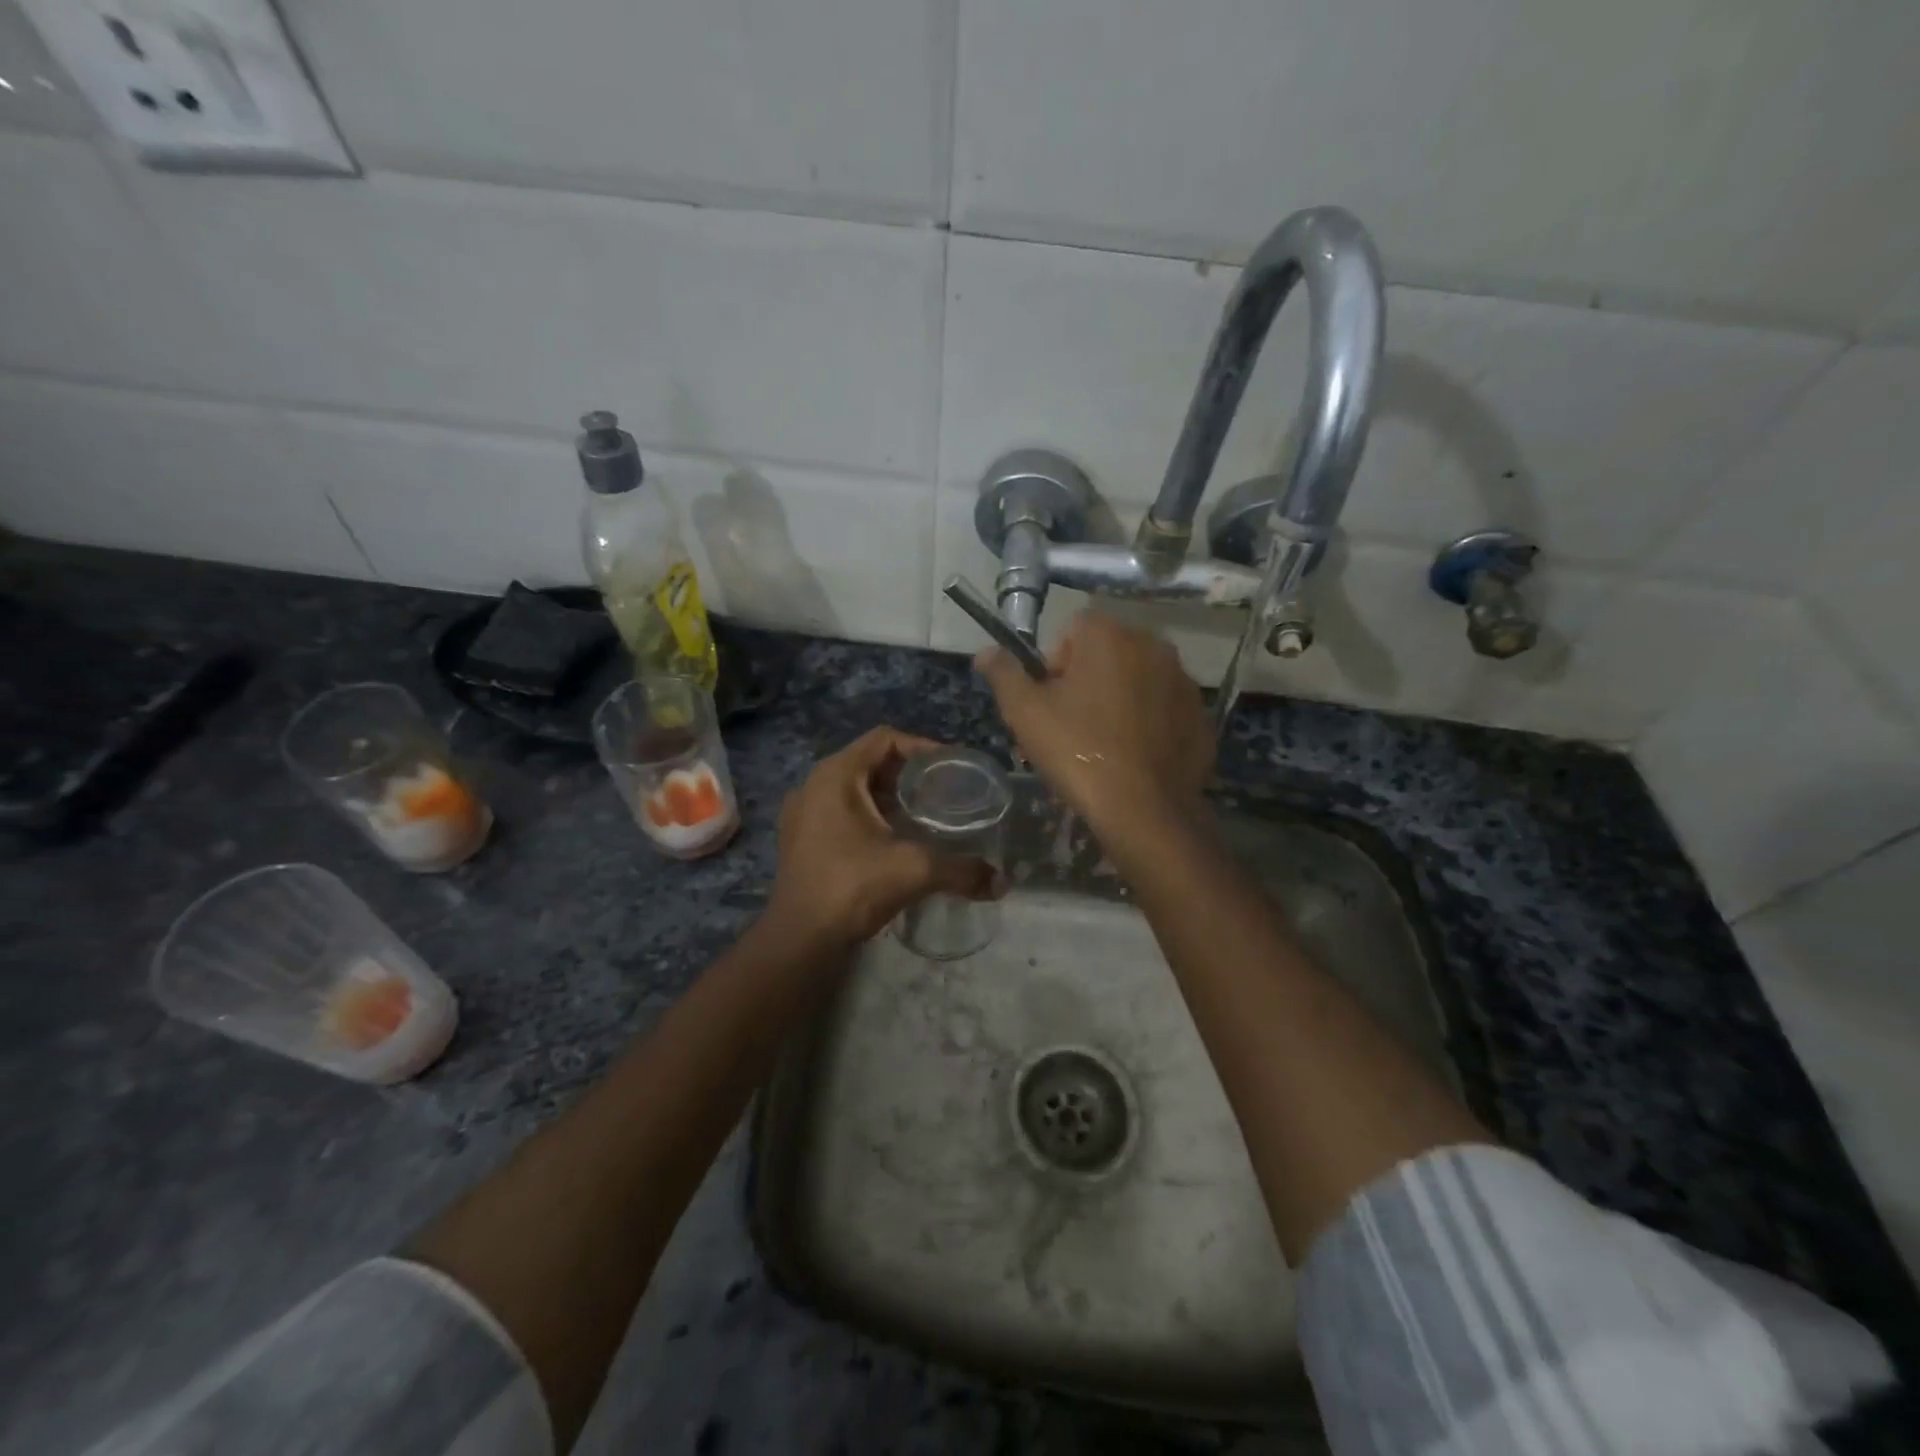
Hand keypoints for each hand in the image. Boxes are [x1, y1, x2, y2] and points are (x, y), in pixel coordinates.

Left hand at [763, 727, 998, 951]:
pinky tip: (895, 840)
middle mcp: (813, 786)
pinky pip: (841, 812)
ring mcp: (802, 814)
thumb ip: (962, 870)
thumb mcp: (914, 870)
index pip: (884, 739)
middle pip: (869, 762)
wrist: (800, 941)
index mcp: (835, 775)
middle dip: (908, 774)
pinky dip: (870, 816)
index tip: (952, 767)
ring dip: (889, 797)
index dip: (922, 746)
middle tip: (944, 791)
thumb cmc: (852, 888)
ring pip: (855, 789)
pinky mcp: (800, 840)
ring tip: (925, 815)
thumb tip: (1001, 884)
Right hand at [975, 611, 1210, 830]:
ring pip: (1136, 680)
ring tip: (1101, 744)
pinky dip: (1147, 722)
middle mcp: (1153, 645)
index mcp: (1109, 635)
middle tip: (1069, 727)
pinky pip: (1162, 707)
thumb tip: (986, 651)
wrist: (1144, 809)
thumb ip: (1003, 673)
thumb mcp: (1024, 712)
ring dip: (1117, 699)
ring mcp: (1183, 680)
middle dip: (1085, 681)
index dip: (1053, 665)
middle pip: (1106, 653)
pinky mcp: (1200, 714)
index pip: (1072, 631)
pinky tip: (1132, 756)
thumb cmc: (1077, 751)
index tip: (1049, 703)